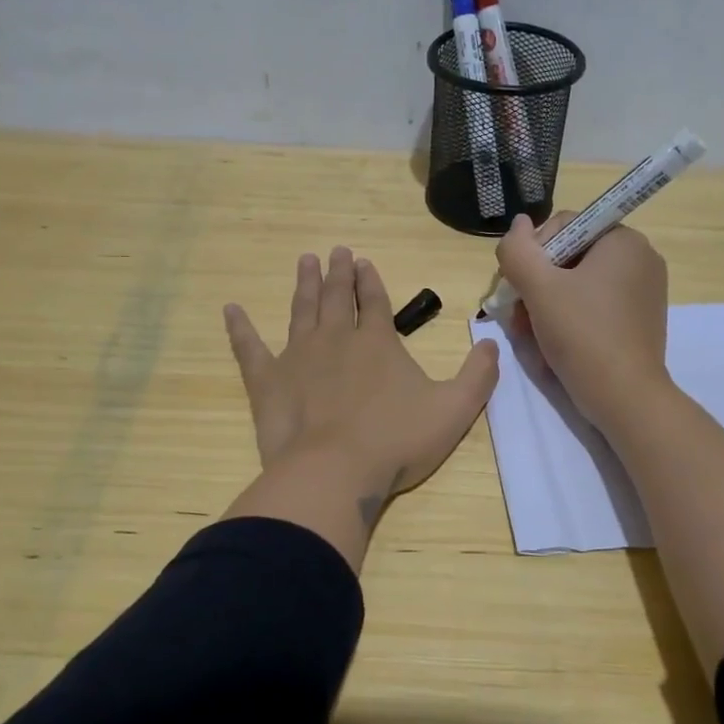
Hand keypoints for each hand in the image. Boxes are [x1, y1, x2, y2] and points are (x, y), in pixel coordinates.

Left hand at [221, 247, 498, 566]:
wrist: (335, 472)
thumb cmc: (396, 441)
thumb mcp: (454, 409)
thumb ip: (478, 375)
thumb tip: (492, 343)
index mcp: (377, 342)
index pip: (374, 301)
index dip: (370, 280)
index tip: (364, 260)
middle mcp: (335, 339)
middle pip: (335, 297)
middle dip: (337, 272)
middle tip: (335, 251)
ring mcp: (297, 357)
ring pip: (300, 311)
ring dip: (303, 285)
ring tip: (304, 261)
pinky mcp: (267, 382)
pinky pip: (249, 349)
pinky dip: (239, 328)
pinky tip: (230, 309)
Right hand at [495, 213, 671, 430]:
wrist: (625, 398)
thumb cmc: (582, 334)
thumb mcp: (539, 288)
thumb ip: (518, 250)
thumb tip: (518, 224)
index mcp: (623, 240)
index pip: (564, 226)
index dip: (533, 253)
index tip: (519, 287)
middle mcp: (640, 258)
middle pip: (569, 257)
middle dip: (537, 285)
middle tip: (518, 316)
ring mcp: (643, 291)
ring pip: (578, 285)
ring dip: (547, 305)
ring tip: (529, 334)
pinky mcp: (639, 320)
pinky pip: (595, 306)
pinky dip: (570, 319)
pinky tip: (552, 343)